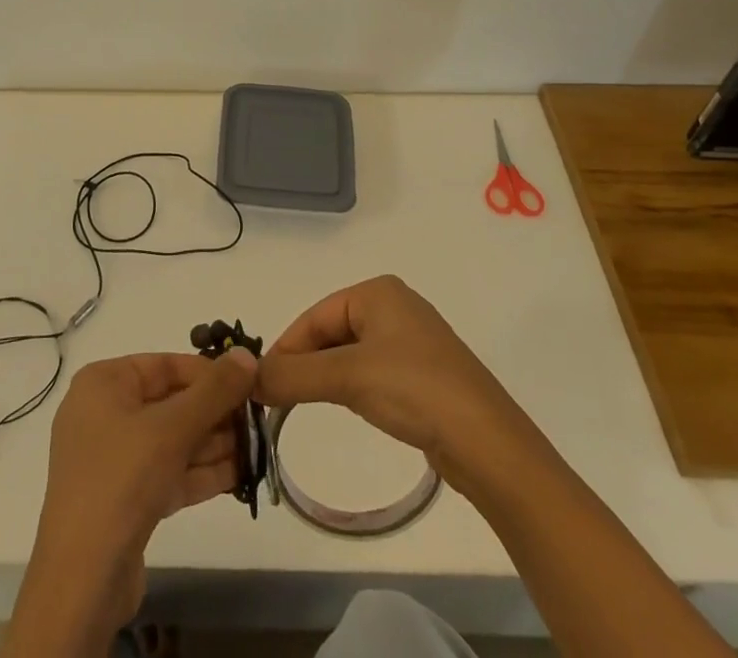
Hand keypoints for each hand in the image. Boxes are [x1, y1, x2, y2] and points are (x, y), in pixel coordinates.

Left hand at [6, 350, 255, 654]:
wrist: (83, 579)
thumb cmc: (123, 479)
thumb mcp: (173, 427)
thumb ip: (214, 390)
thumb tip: (247, 354)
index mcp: (104, 383)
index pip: (164, 365)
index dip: (208, 373)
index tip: (248, 383)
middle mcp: (104, 413)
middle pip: (170, 402)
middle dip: (215, 413)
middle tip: (258, 420)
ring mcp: (113, 459)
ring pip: (172, 440)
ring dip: (214, 444)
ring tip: (257, 447)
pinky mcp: (125, 499)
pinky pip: (167, 472)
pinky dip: (199, 472)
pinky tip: (239, 475)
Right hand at [256, 275, 520, 478]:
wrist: (490, 445)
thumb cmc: (415, 390)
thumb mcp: (347, 377)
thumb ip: (294, 375)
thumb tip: (248, 378)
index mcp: (377, 292)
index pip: (315, 316)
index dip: (285, 348)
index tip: (261, 384)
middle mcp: (394, 307)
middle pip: (331, 332)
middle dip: (304, 363)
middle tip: (276, 399)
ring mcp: (412, 342)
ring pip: (350, 354)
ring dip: (325, 378)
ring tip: (302, 406)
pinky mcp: (424, 375)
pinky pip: (372, 372)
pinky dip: (351, 388)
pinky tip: (348, 408)